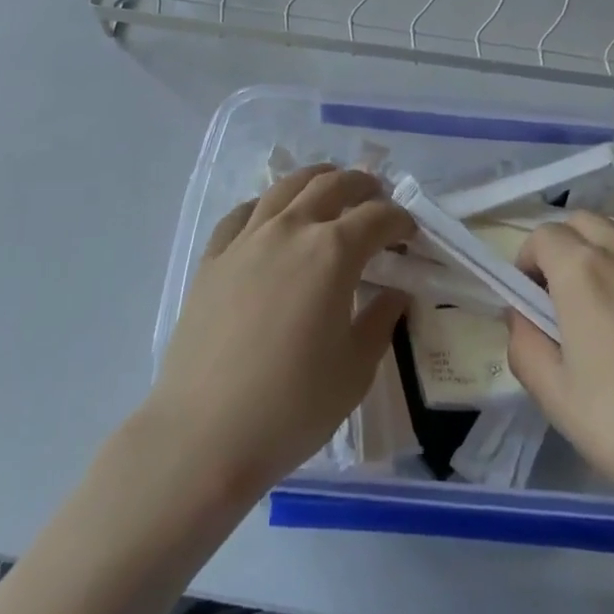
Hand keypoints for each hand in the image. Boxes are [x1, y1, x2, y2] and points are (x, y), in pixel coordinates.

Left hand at [142, 165, 412, 505]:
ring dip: (315, 179)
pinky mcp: (213, 258)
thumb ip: (380, 321)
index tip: (409, 234)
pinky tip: (269, 216)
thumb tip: (395, 293)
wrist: (204, 434)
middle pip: (332, 185)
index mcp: (333, 252)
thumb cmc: (292, 406)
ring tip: (329, 186)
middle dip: (362, 185)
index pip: (377, 217)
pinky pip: (241, 213)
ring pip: (285, 187)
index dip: (400, 220)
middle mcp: (290, 230)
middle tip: (376, 197)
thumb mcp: (355, 370)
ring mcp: (246, 239)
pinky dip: (264, 205)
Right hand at [507, 212, 613, 525]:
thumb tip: (523, 315)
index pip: (542, 236)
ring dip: (602, 252)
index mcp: (583, 271)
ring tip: (608, 305)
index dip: (527, 263)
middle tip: (563, 298)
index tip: (531, 302)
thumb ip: (523, 343)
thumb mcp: (554, 394)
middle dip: (563, 248)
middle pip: (582, 222)